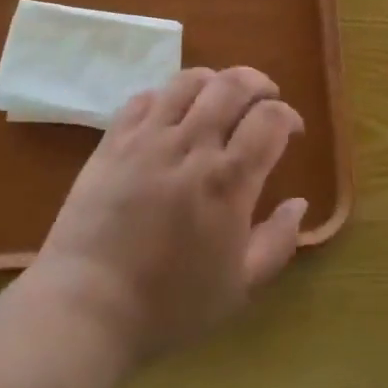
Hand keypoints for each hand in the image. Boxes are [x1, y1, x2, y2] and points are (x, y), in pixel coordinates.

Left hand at [29, 67, 307, 364]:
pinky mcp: (112, 142)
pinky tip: (171, 114)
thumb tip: (299, 203)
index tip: (291, 132)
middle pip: (233, 85)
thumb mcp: (240, 287)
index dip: (288, 116)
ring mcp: (147, 139)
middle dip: (259, 84)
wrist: (87, 306)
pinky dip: (167, 96)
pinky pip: (144, 98)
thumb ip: (278, 242)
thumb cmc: (170, 305)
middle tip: (265, 100)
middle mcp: (191, 146)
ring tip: (220, 98)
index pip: (270, 119)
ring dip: (215, 81)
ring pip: (188, 81)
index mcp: (228, 181)